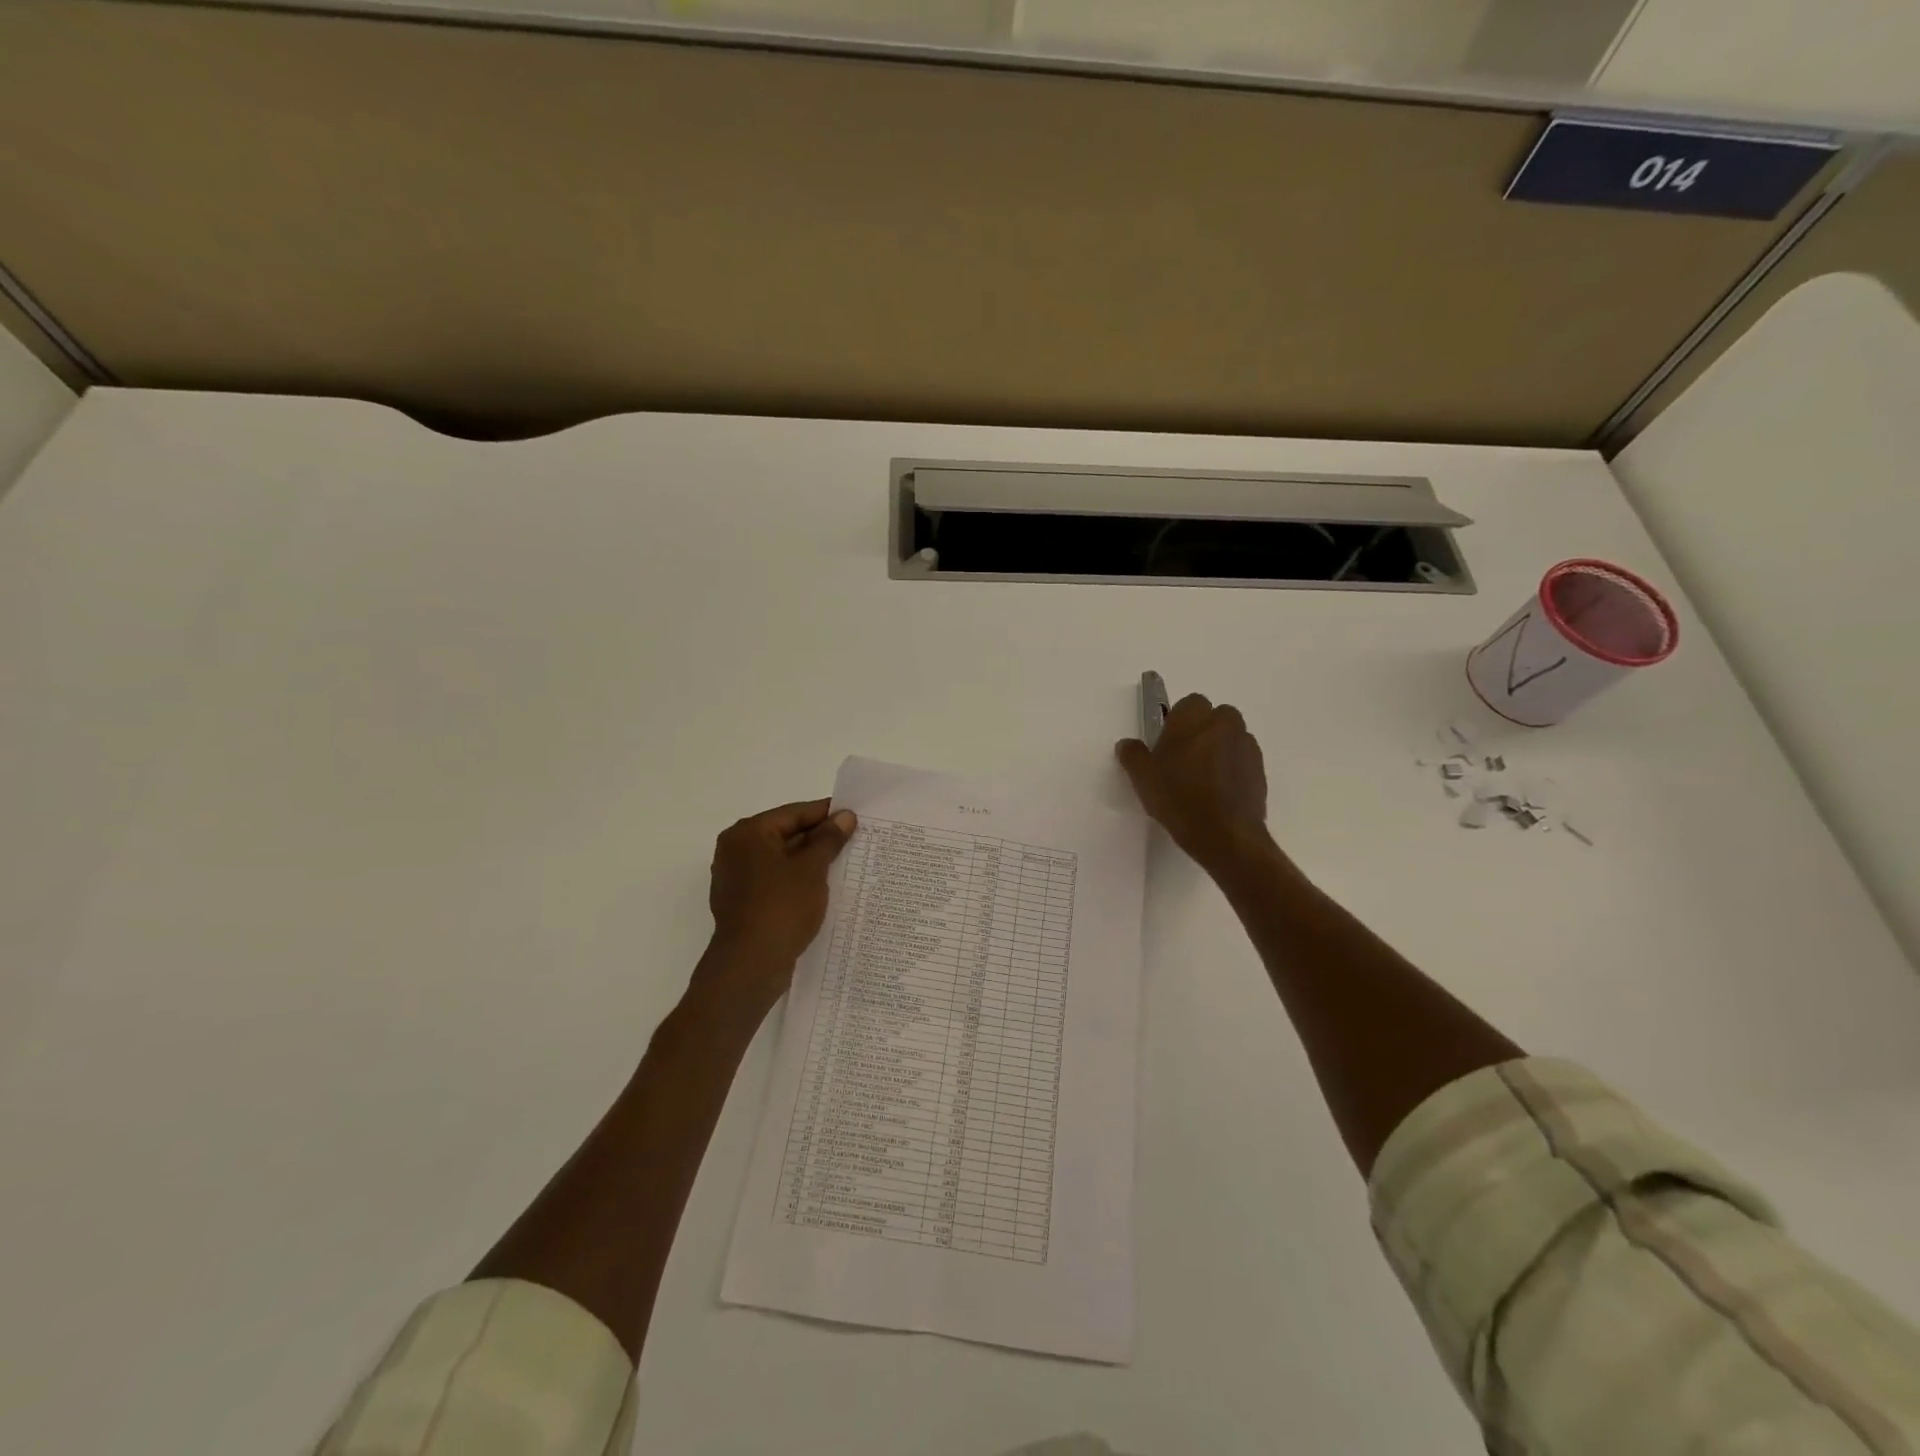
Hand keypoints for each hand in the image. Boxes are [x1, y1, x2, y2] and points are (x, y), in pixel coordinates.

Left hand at [700, 799, 857, 1009]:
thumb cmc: (781, 908)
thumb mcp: (811, 869)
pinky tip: (825, 888)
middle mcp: (736, 850)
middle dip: (820, 839)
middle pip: (786, 834)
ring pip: (782, 860)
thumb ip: (828, 839)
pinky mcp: (744, 903)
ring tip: (846, 863)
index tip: (855, 815)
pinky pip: (776, 882)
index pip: (794, 813)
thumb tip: (844, 816)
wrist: (750, 966)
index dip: (826, 813)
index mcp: (748, 834)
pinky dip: (798, 881)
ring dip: (811, 861)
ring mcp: (738, 879)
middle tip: (856, 839)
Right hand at [1115, 693, 1271, 875]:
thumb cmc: (1178, 798)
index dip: (1177, 722)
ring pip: (1231, 737)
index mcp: (1194, 718)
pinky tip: (1218, 792)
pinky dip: (1232, 768)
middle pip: (1215, 716)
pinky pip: (1242, 759)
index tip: (1167, 744)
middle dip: (1202, 730)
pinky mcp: (1260, 770)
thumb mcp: (1143, 778)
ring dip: (1219, 748)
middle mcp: (1224, 724)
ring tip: (1203, 778)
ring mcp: (1246, 746)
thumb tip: (1127, 744)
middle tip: (1184, 759)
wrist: (1225, 835)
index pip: (1188, 703)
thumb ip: (1133, 755)